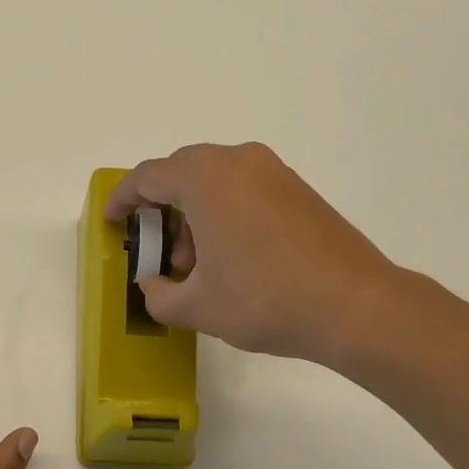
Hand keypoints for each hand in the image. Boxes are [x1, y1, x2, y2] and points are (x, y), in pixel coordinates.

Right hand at [105, 142, 399, 362]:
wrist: (355, 305)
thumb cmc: (265, 300)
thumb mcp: (198, 307)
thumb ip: (160, 295)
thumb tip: (154, 286)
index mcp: (205, 179)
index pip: (148, 177)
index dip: (123, 198)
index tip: (113, 220)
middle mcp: (237, 161)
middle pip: (181, 171)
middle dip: (161, 206)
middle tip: (157, 246)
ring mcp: (272, 171)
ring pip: (215, 179)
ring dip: (194, 211)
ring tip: (196, 262)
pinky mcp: (297, 187)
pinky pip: (244, 186)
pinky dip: (225, 210)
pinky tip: (232, 254)